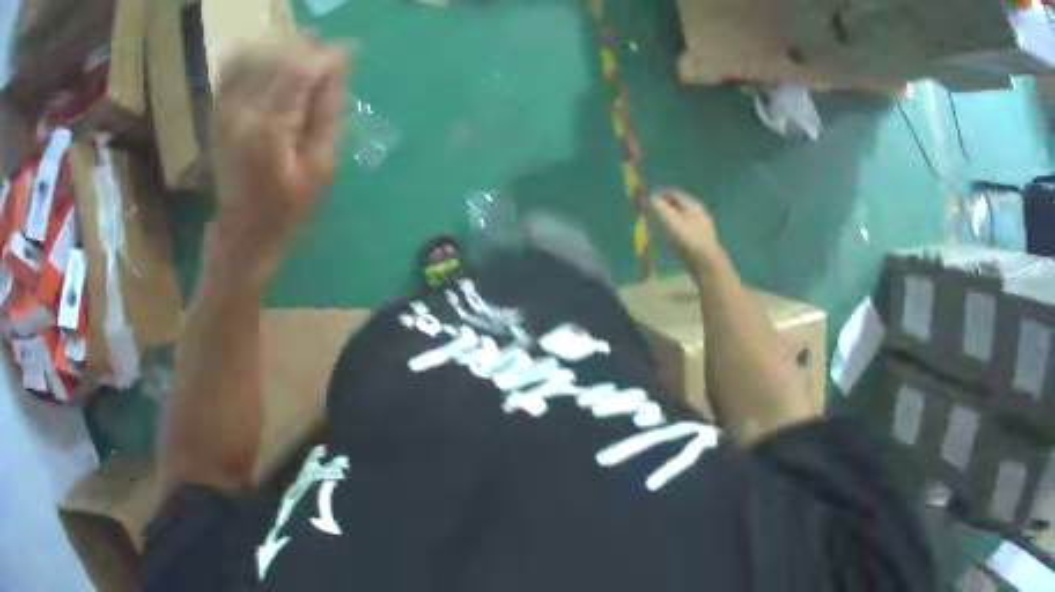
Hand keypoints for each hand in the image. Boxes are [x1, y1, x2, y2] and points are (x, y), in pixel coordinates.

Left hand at [209, 35, 347, 286]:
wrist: (241, 234)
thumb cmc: (286, 209)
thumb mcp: (320, 167)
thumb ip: (327, 113)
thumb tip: (337, 69)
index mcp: (270, 128)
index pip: (302, 68)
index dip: (329, 56)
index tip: (348, 58)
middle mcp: (242, 111)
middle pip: (279, 54)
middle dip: (309, 50)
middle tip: (327, 64)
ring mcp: (224, 110)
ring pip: (257, 54)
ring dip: (283, 51)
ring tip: (301, 66)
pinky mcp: (217, 112)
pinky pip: (234, 68)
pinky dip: (256, 58)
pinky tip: (272, 70)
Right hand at [649, 188, 724, 279]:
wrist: (707, 262)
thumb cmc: (686, 239)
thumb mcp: (668, 220)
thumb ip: (658, 207)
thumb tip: (651, 198)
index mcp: (691, 203)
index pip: (673, 193)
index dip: (659, 194)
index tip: (648, 199)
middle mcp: (699, 211)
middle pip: (681, 204)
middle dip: (666, 206)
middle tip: (654, 212)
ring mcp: (704, 225)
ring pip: (686, 217)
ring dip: (673, 218)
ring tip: (662, 225)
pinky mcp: (705, 239)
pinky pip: (689, 228)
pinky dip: (680, 228)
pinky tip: (675, 238)